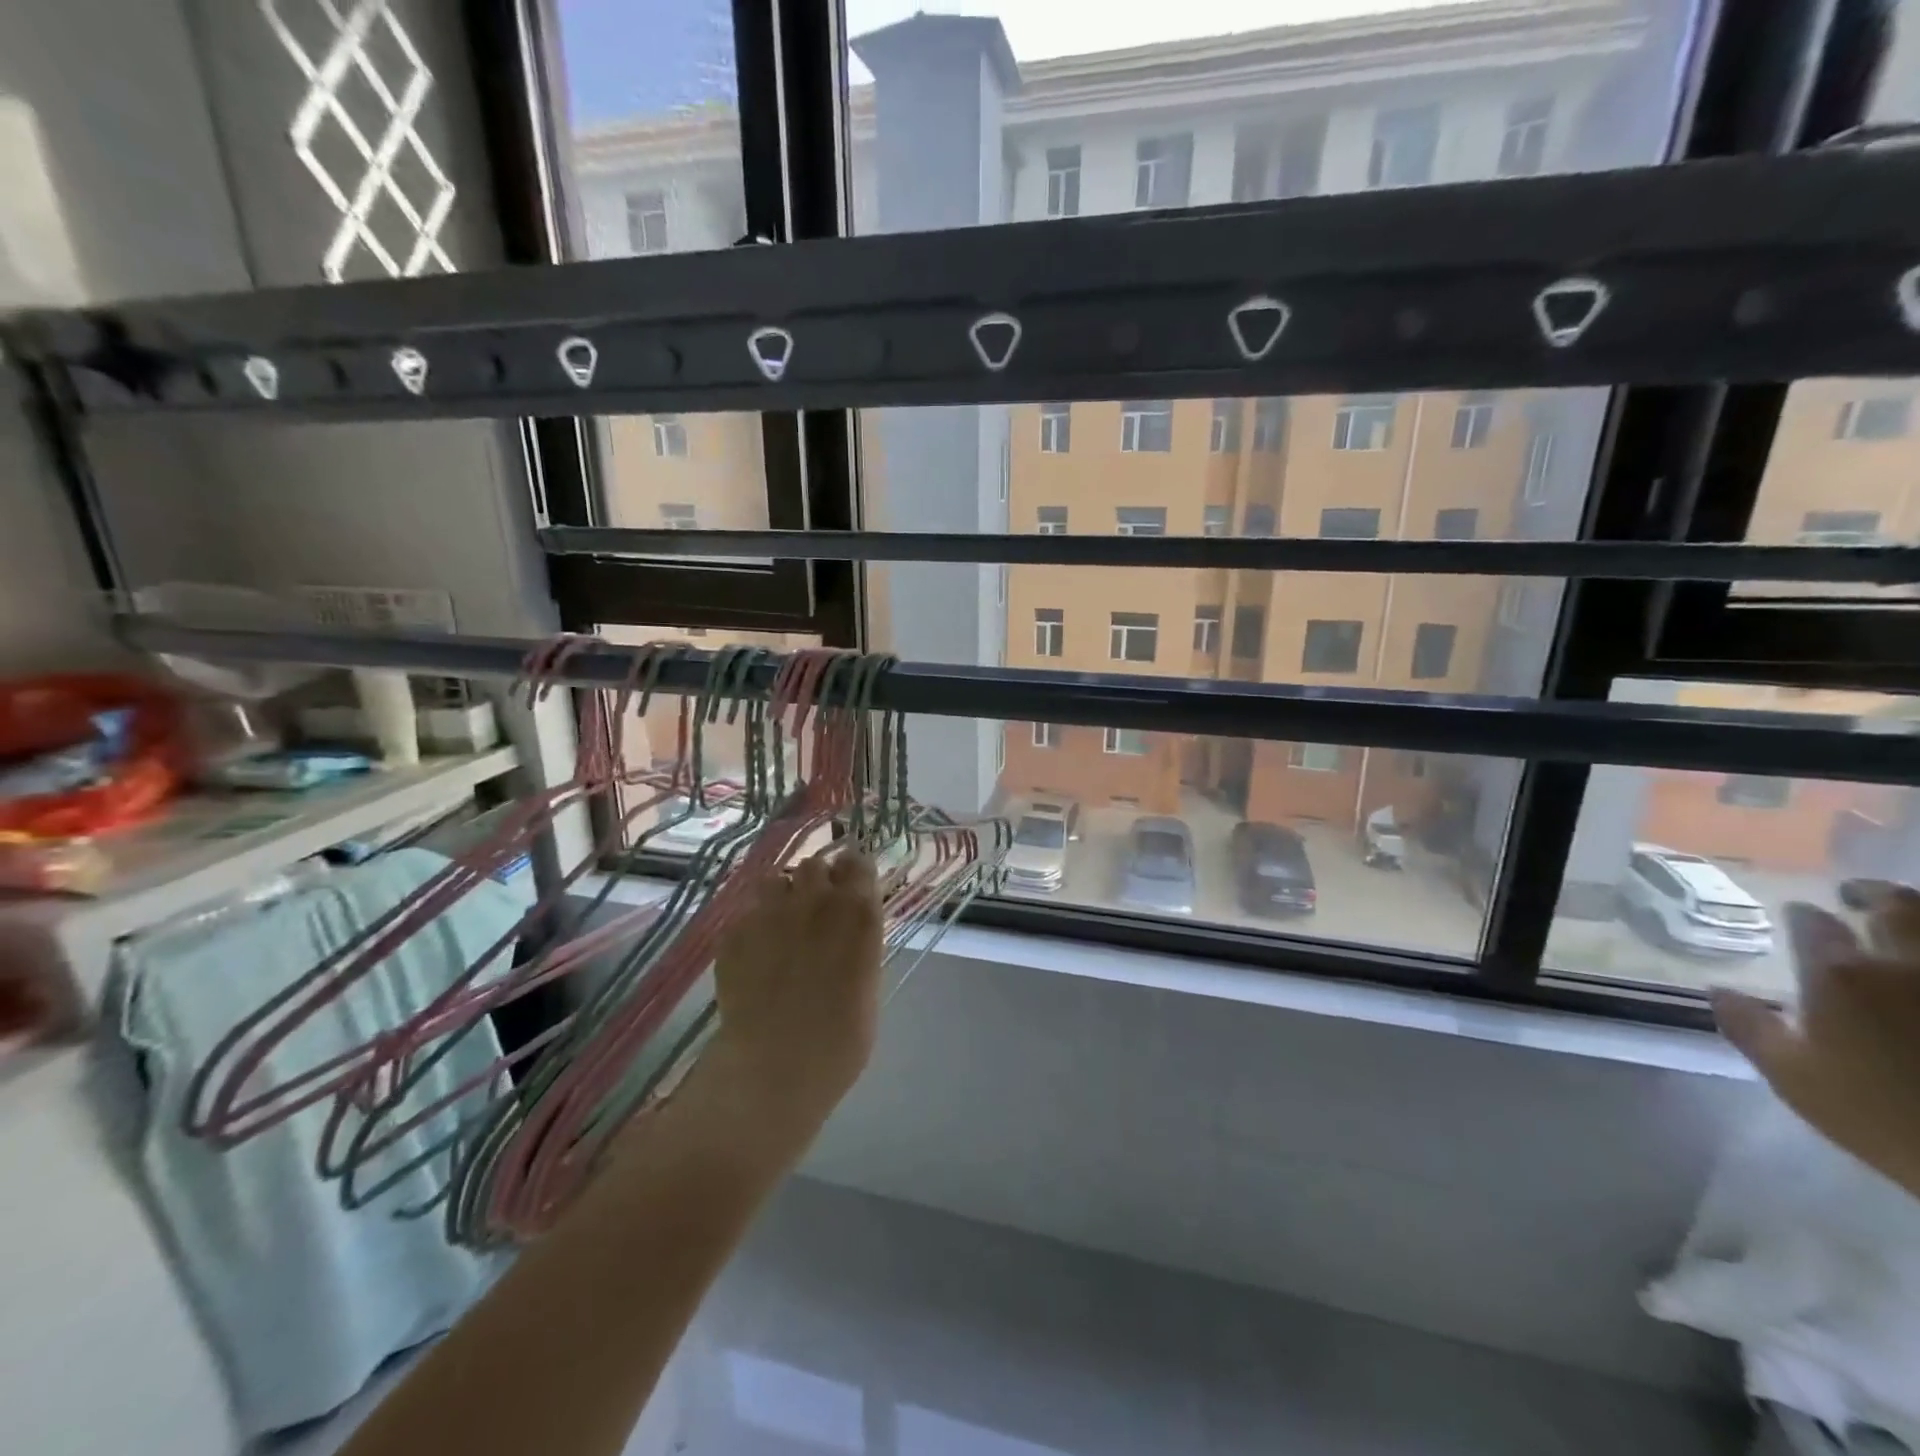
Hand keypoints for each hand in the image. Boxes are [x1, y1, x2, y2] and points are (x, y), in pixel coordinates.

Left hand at [707, 848, 884, 1132]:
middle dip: (816, 881)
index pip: (857, 862)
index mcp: (858, 911)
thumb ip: (858, 945)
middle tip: (815, 910)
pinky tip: (752, 954)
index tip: (850, 886)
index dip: (853, 872)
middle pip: (814, 864)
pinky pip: (745, 913)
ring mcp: (770, 911)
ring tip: (779, 925)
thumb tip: (848, 936)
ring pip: (774, 879)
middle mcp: (816, 899)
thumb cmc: (841, 1041)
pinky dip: (751, 925)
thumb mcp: (868, 985)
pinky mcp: (734, 931)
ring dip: (781, 895)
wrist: (775, 1067)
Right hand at [1713, 880, 1919, 1197]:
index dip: (1803, 916)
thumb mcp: (1793, 1076)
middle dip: (1873, 894)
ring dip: (1916, 914)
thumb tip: (1717, 990)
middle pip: (1899, 908)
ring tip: (1900, 916)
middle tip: (1854, 893)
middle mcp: (1903, 966)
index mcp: (1841, 976)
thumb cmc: (1877, 1114)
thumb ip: (1750, 1027)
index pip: (1813, 925)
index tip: (1797, 913)